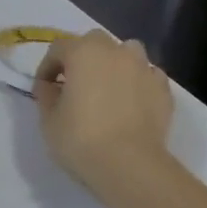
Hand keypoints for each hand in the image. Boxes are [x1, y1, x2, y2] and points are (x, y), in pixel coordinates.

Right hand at [33, 31, 175, 195]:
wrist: (129, 164)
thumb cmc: (80, 139)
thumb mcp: (48, 120)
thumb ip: (46, 96)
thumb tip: (50, 86)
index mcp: (84, 53)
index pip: (58, 49)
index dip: (47, 68)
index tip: (43, 89)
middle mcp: (116, 52)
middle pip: (95, 42)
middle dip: (82, 58)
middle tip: (74, 84)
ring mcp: (144, 68)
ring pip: (127, 52)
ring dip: (114, 64)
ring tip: (106, 88)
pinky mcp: (163, 89)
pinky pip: (147, 75)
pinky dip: (136, 82)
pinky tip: (130, 102)